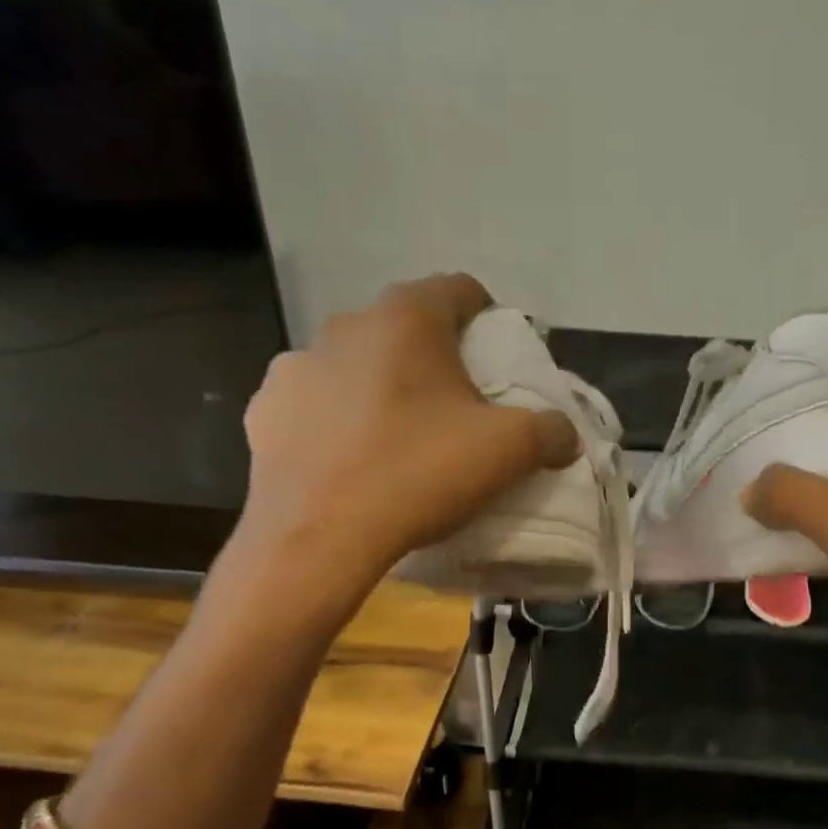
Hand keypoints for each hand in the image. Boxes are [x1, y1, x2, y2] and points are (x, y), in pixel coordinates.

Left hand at [234, 274, 578, 585]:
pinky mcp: (263, 412)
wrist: (316, 538)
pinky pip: (314, 404)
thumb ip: (550, 431)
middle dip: (435, 358)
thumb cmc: (418, 474)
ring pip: (356, 364)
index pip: (460, 290)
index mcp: (407, 319)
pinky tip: (348, 461)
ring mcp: (296, 366)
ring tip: (398, 438)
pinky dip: (335, 420)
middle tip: (456, 406)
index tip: (500, 359)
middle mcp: (345, 326)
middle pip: (406, 329)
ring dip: (381, 386)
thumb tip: (563, 433)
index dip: (489, 318)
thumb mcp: (509, 451)